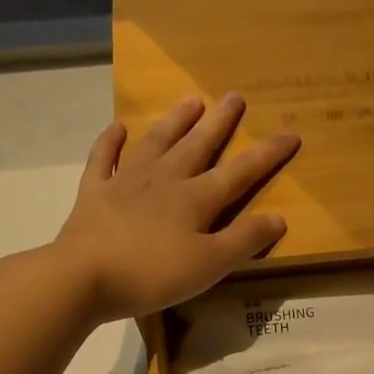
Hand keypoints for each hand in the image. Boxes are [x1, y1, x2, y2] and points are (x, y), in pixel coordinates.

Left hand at [54, 93, 298, 321]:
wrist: (82, 277)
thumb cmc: (152, 274)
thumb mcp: (209, 265)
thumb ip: (244, 240)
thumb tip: (280, 217)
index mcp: (196, 200)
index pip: (240, 172)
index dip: (267, 154)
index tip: (290, 133)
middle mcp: (164, 181)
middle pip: (197, 146)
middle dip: (219, 123)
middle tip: (234, 96)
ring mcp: (126, 183)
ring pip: (156, 143)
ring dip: (174, 121)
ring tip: (190, 100)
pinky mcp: (94, 193)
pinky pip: (104, 159)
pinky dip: (111, 142)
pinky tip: (117, 127)